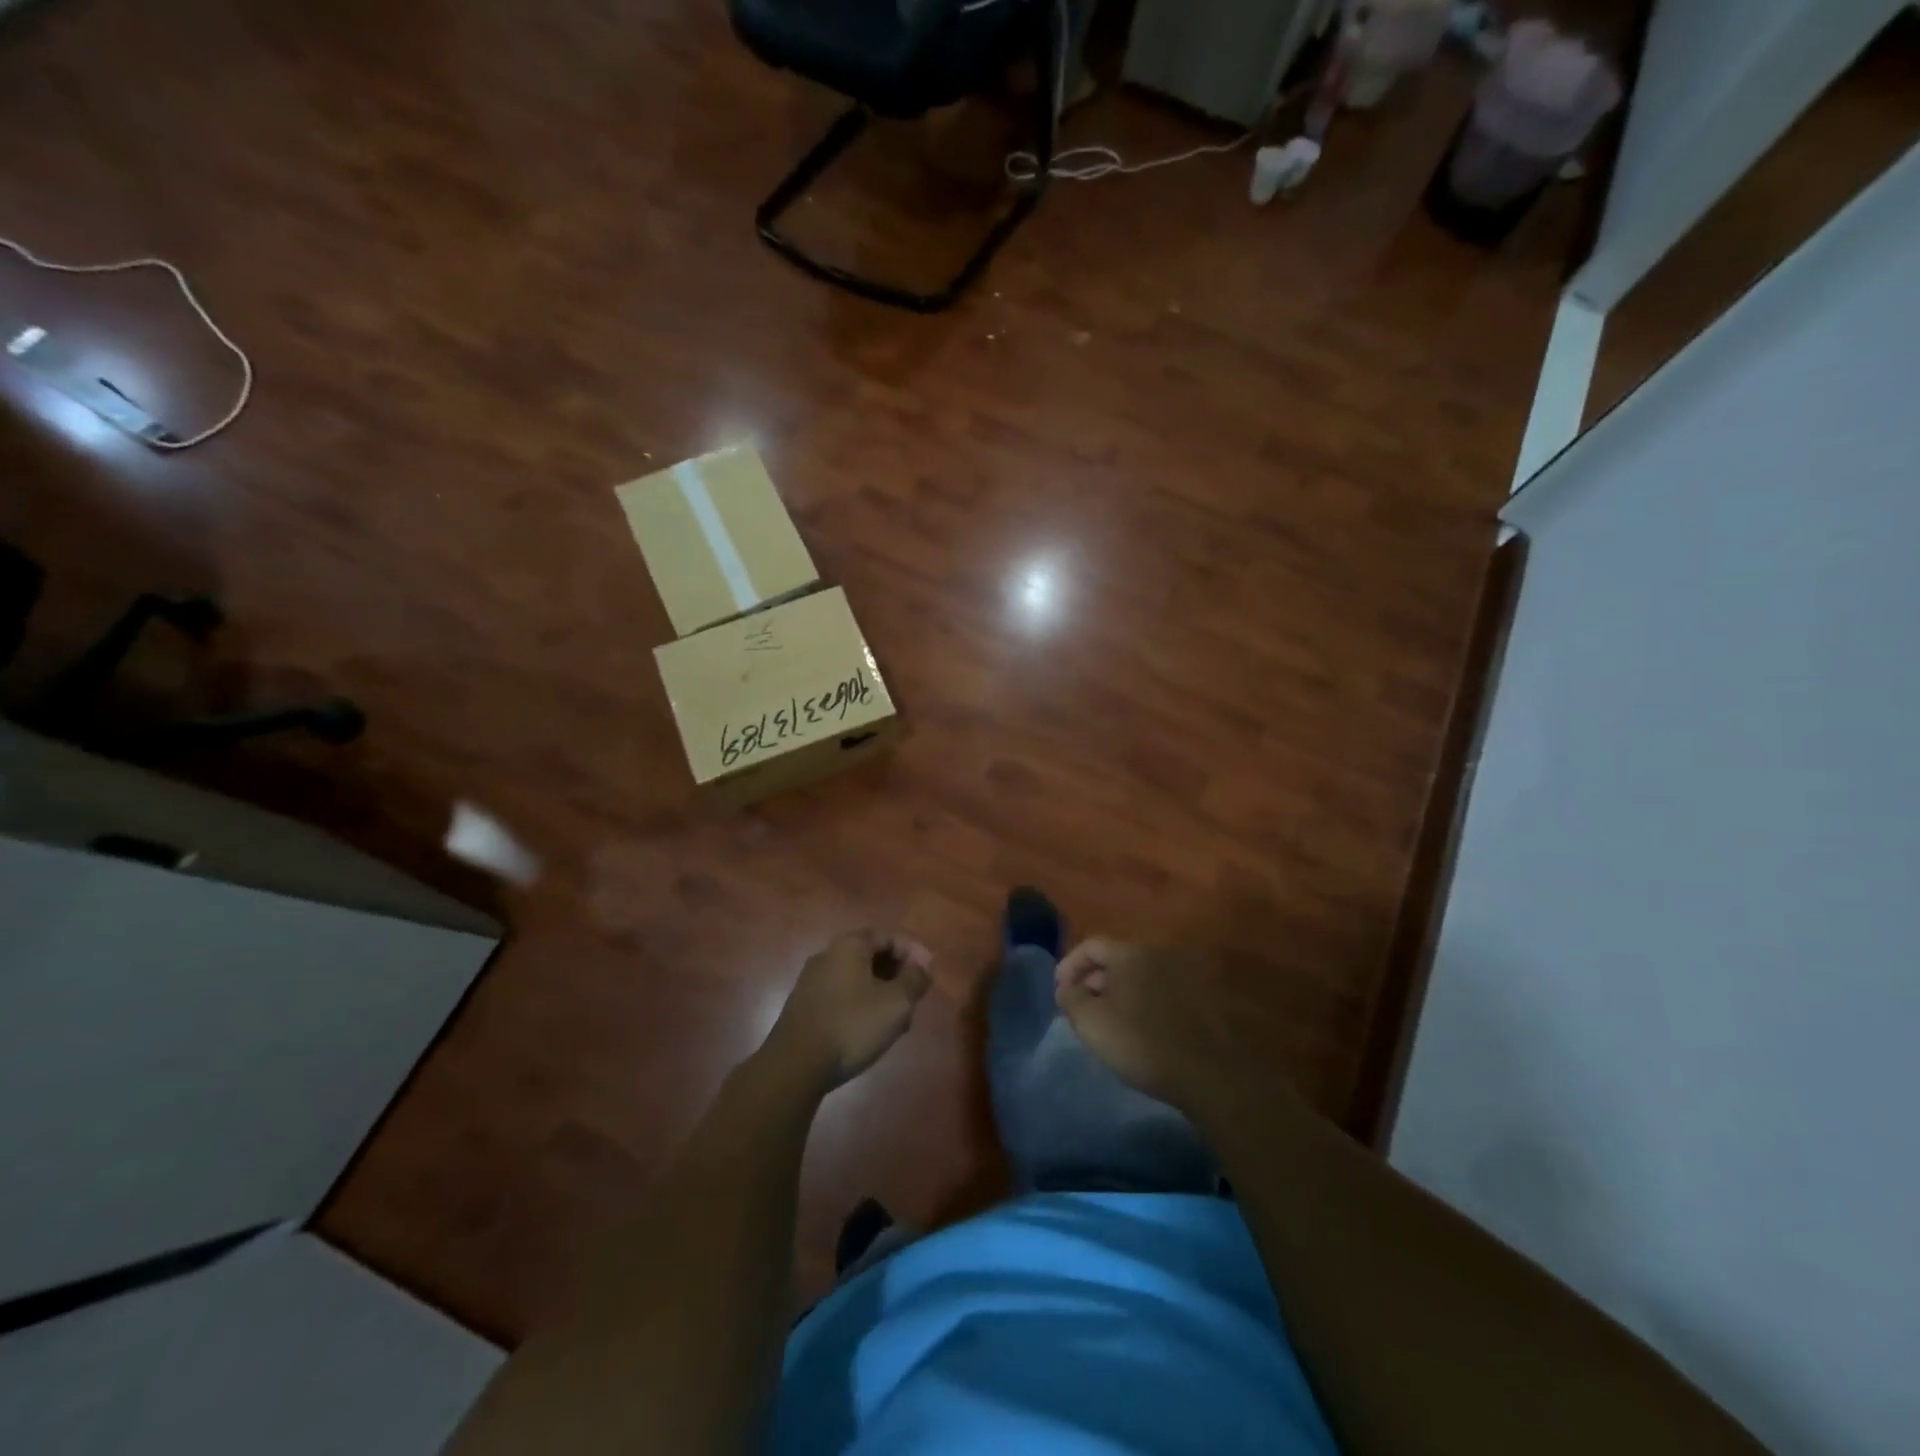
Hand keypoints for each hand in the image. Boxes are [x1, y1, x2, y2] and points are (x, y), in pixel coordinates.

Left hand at [765, 930, 932, 1090]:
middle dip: (898, 974)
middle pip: (872, 955)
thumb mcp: (896, 1003)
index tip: (929, 974)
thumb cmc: (852, 1025)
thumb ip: (915, 980)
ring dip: (882, 992)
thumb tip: (923, 967)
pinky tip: (872, 1030)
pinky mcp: (805, 1006)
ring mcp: (812, 981)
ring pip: (857, 978)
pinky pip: (842, 995)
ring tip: (899, 1020)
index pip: (889, 936)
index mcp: (850, 945)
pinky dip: (862, 1005)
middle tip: (915, 998)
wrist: (796, 1065)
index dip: (913, 952)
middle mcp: (828, 955)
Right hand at [1055, 938, 1296, 1120]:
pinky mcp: (1198, 999)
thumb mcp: (1090, 1022)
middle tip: (1079, 1009)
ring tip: (1105, 1022)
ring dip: (1116, 993)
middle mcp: (1158, 954)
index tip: (1059, 993)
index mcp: (1130, 953)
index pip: (1090, 945)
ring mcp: (1182, 975)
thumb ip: (1070, 998)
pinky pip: (1158, 992)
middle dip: (1091, 982)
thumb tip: (1066, 988)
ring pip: (1137, 977)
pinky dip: (1140, 1003)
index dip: (1068, 966)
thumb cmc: (1141, 1042)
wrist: (1208, 1074)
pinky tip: (1136, 1030)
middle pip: (1115, 960)